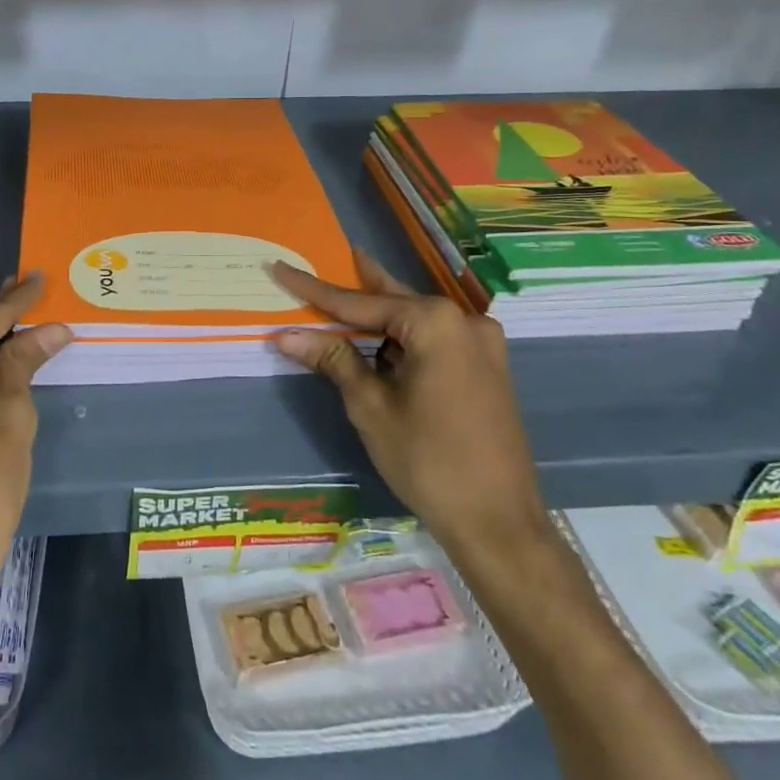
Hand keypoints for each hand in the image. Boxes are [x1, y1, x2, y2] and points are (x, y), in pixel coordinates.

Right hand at [271, 254, 552, 578]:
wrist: (499, 522)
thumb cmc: (427, 459)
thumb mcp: (371, 406)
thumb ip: (333, 359)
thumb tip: (287, 334)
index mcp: (434, 322)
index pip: (358, 302)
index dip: (314, 290)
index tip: (280, 268)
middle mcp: (464, 321)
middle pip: (393, 300)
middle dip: (358, 286)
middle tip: (329, 257)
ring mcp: (483, 345)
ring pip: (416, 321)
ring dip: (380, 319)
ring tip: (346, 306)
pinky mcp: (488, 369)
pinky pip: (436, 340)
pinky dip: (404, 339)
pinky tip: (383, 345)